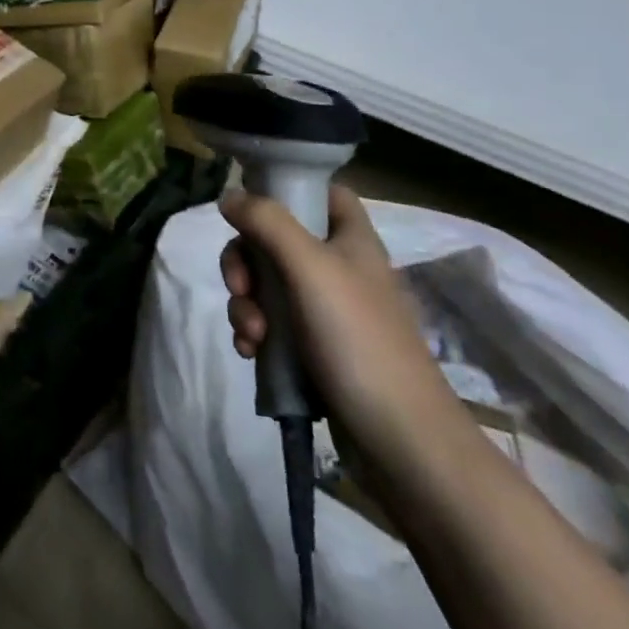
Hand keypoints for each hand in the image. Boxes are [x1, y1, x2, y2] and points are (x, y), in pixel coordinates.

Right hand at [220, 185, 469, 480]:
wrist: (398, 437)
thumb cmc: (358, 339)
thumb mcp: (309, 268)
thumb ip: (267, 223)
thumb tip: (229, 195)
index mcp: (350, 239)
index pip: (321, 192)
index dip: (287, 190)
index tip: (252, 209)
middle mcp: (339, 267)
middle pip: (276, 239)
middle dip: (246, 263)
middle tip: (241, 287)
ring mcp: (327, 310)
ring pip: (266, 284)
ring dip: (246, 304)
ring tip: (251, 336)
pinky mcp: (315, 347)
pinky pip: (271, 323)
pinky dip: (255, 332)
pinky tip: (251, 353)